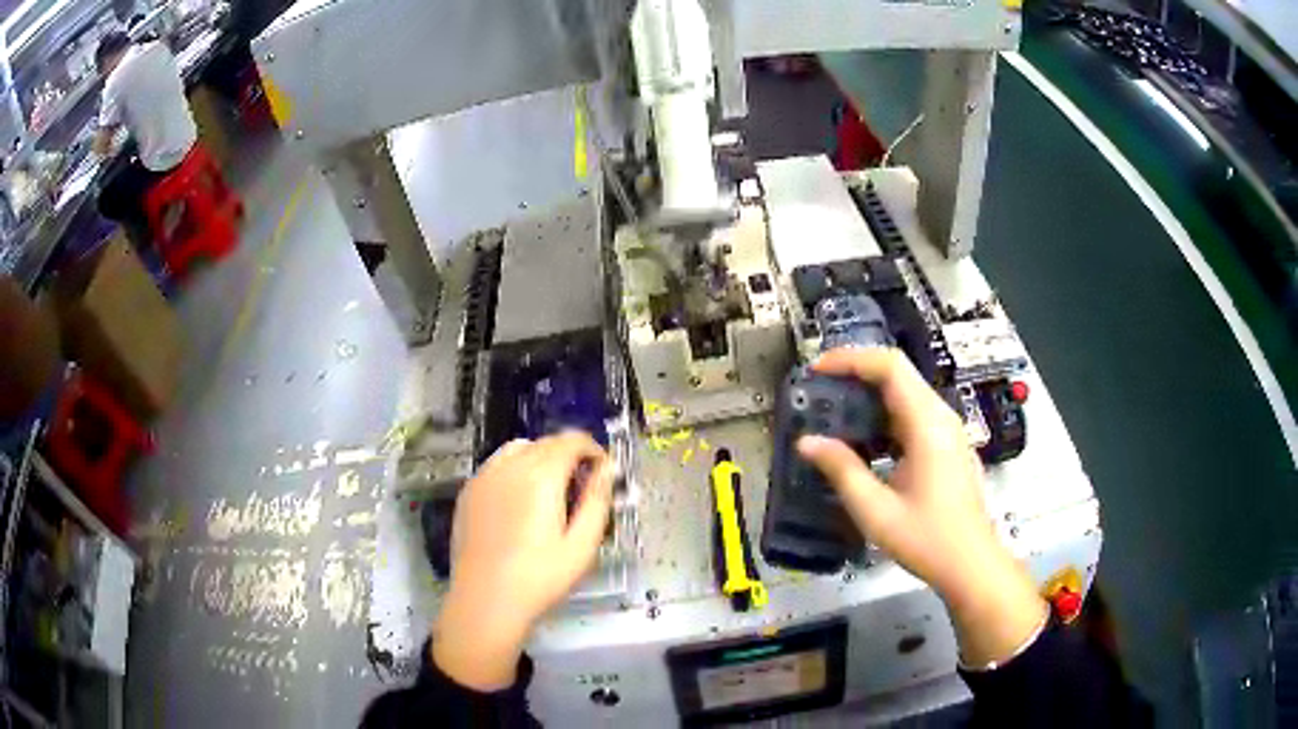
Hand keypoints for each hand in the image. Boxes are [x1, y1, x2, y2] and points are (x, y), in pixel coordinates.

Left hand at [432, 432, 614, 689]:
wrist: (485, 600)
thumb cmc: (540, 577)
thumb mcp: (582, 545)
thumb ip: (597, 501)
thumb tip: (607, 469)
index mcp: (540, 476)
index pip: (571, 440)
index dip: (593, 450)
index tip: (603, 473)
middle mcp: (509, 467)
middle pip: (545, 443)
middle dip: (569, 455)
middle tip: (581, 488)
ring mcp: (484, 477)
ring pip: (518, 449)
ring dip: (541, 458)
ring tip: (550, 492)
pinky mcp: (469, 492)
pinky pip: (497, 465)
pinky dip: (515, 469)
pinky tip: (519, 503)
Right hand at [797, 348, 1046, 666]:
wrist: (971, 564)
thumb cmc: (926, 539)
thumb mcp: (876, 510)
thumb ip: (842, 470)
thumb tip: (806, 442)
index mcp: (927, 424)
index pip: (890, 367)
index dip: (851, 359)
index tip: (817, 370)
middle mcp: (941, 417)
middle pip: (898, 374)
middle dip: (856, 375)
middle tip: (819, 391)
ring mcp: (948, 431)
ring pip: (906, 395)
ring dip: (870, 397)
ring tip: (834, 414)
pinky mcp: (948, 446)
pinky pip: (913, 416)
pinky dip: (884, 418)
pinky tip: (864, 442)